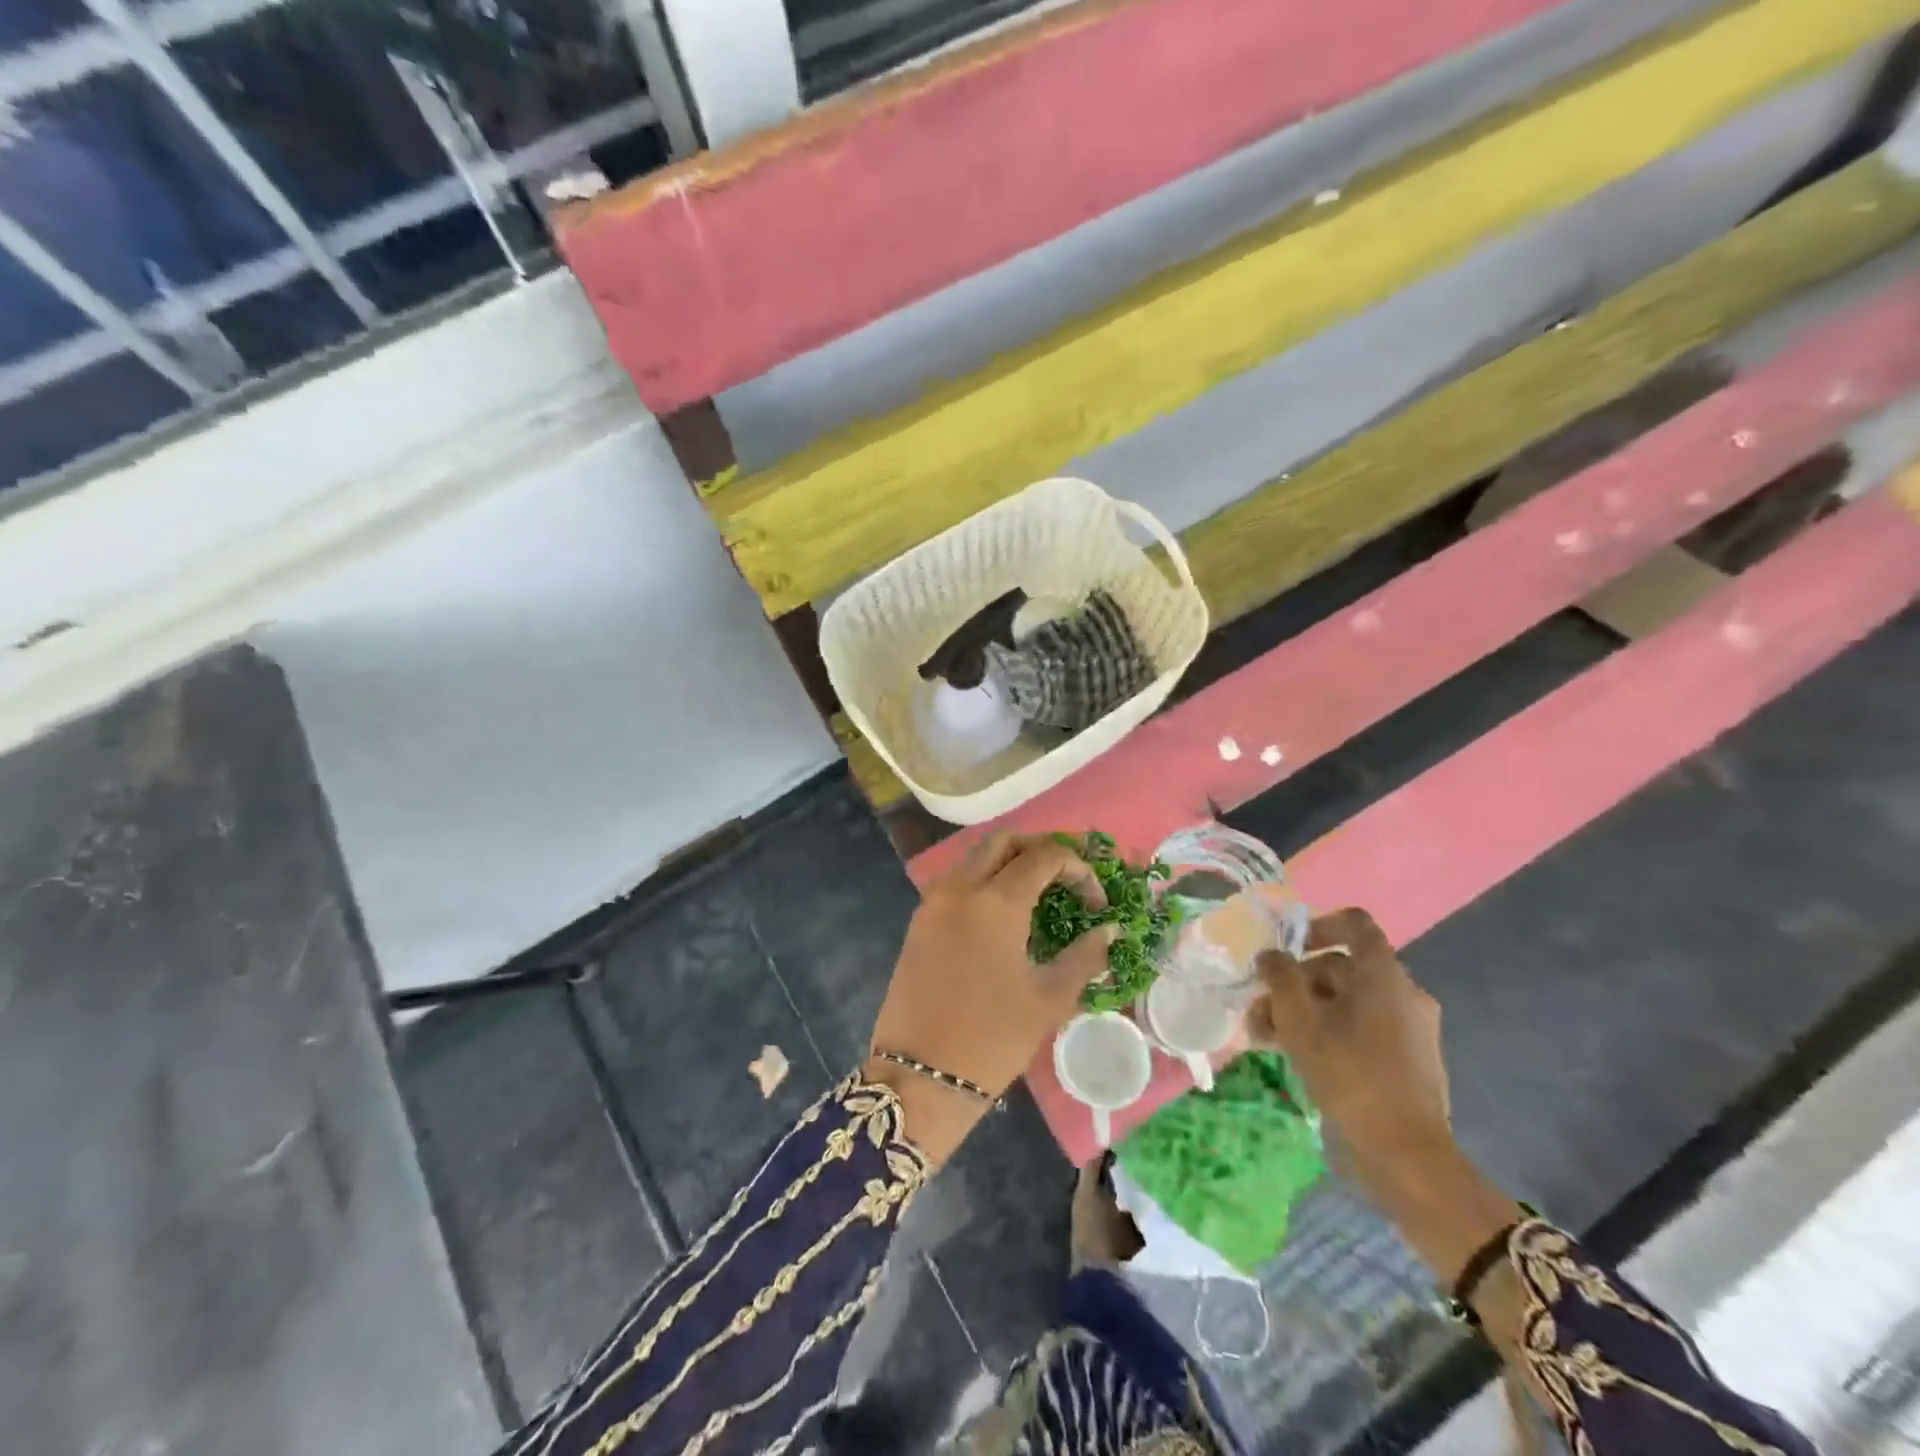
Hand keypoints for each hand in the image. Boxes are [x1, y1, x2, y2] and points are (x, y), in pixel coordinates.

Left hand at [866, 834, 1114, 1161]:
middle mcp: (960, 887)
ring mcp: (934, 902)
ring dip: (1010, 859)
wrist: (919, 1074)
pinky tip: (1006, 909)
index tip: (1097, 904)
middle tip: (1069, 874)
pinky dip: (985, 878)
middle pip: (1004, 841)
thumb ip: (1084, 956)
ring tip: (1042, 887)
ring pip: (975, 856)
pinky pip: (957, 880)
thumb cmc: (991, 1038)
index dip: (1079, 870)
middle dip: (1041, 848)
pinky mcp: (920, 921)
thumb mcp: (1048, 999)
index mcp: (994, 901)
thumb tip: (1110, 930)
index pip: (1044, 857)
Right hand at [1246, 908, 1451, 1178]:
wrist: (1407, 1157)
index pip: (1354, 924)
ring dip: (1304, 1011)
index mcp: (1384, 975)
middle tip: (1260, 1009)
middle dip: (1294, 984)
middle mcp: (1404, 993)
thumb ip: (1280, 978)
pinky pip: (1363, 1029)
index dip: (1317, 926)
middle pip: (1341, 968)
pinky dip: (1329, 1032)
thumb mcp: (1299, 1021)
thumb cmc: (1350, 1075)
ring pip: (1347, 1002)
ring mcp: (1411, 1029)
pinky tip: (1298, 1057)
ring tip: (1266, 1038)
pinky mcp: (1410, 1060)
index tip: (1286, 949)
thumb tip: (1272, 956)